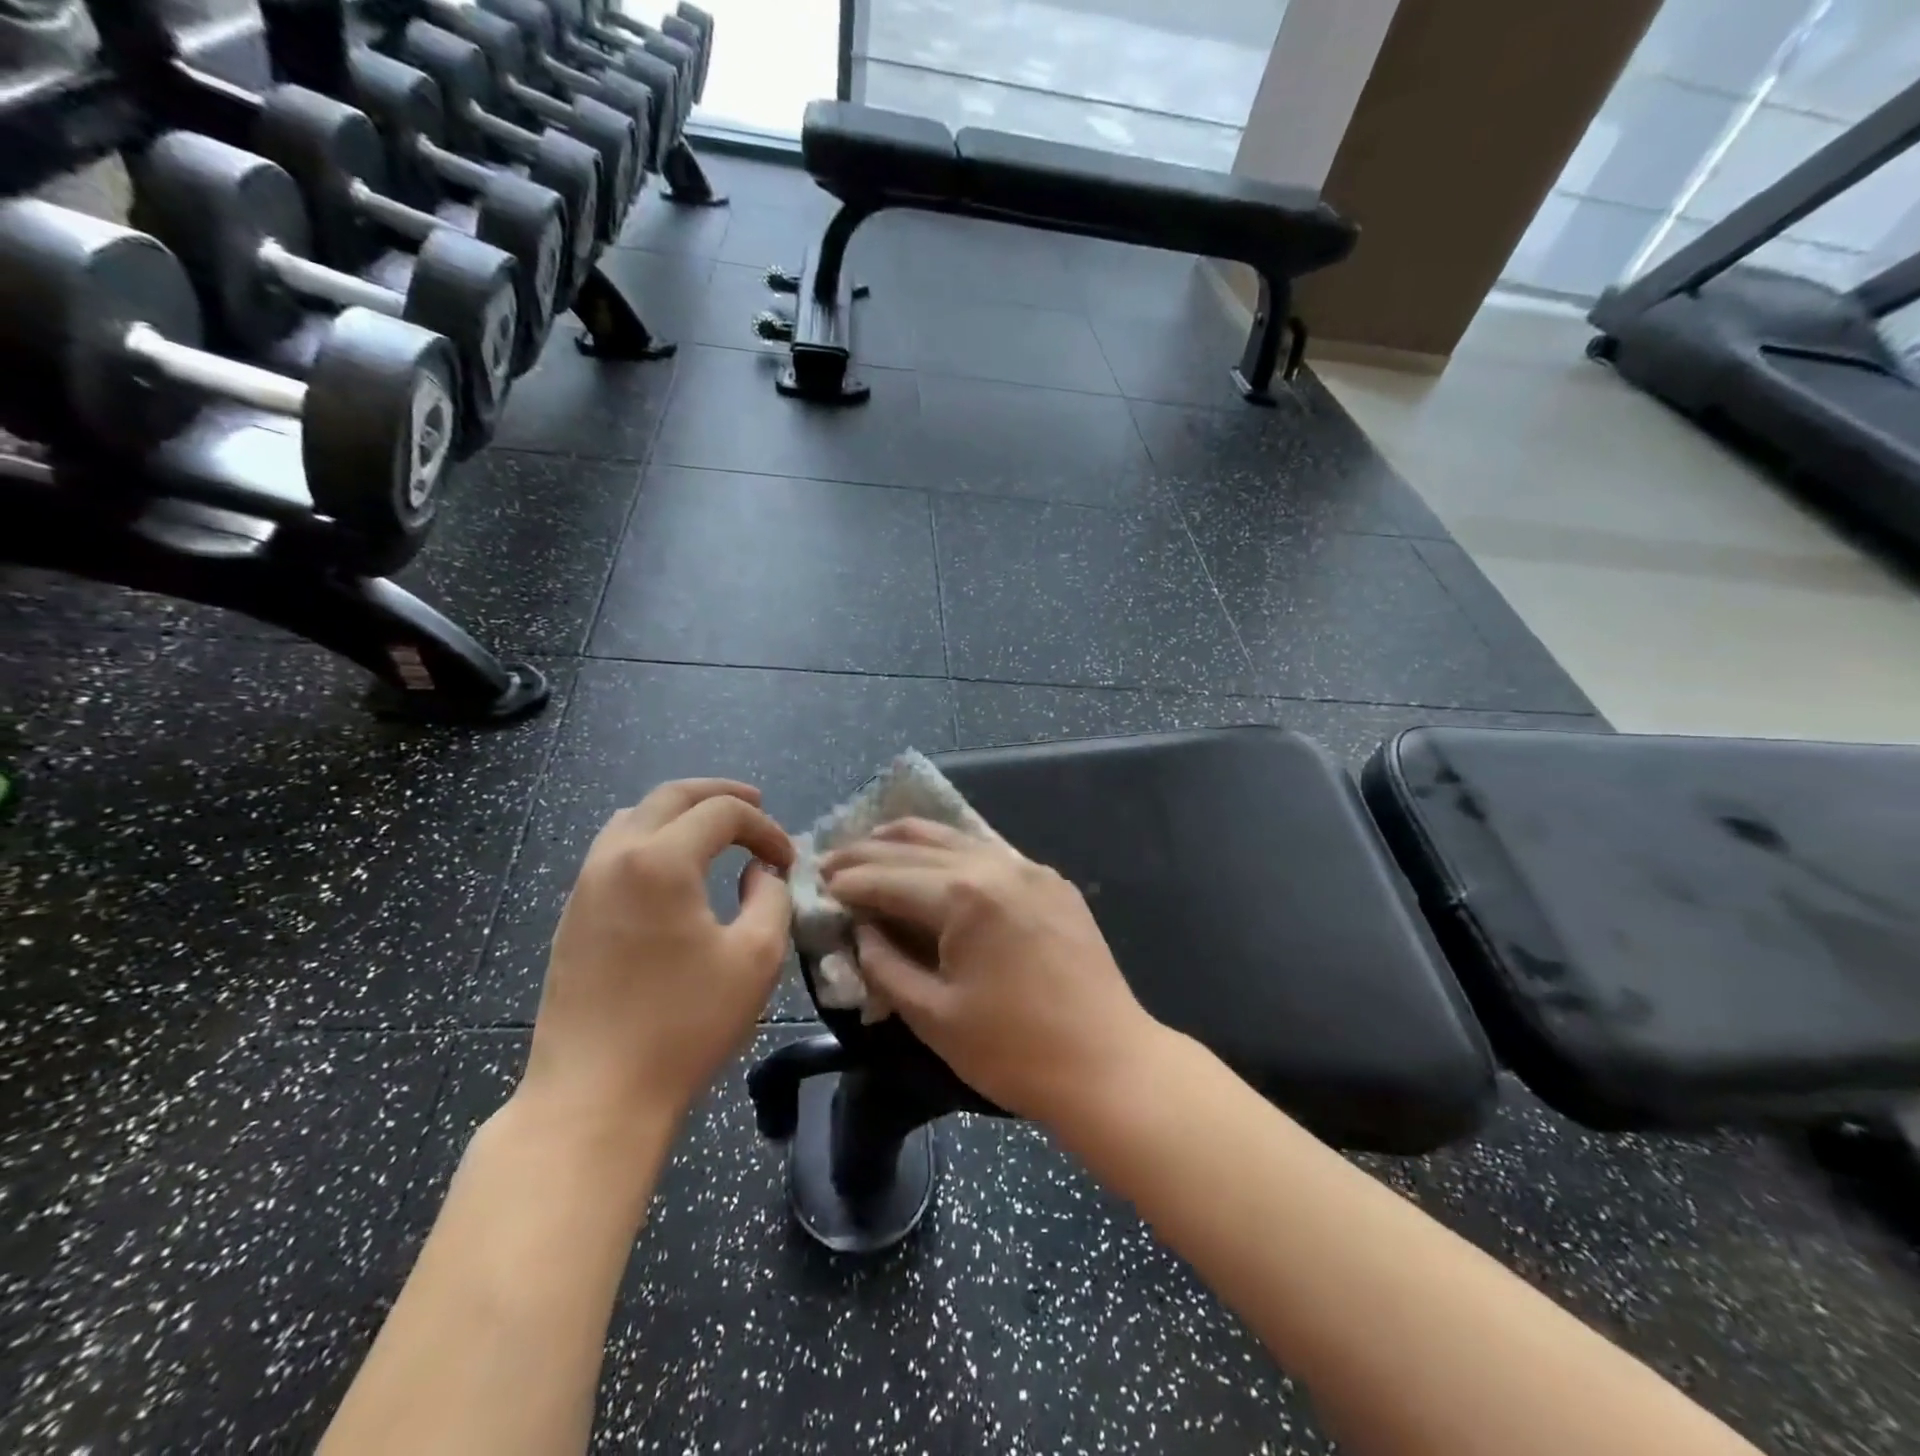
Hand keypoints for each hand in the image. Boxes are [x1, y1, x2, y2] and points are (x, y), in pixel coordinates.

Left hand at [518, 780, 794, 1137]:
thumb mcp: (756, 957)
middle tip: (756, 804)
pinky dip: (652, 838)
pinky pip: (614, 849)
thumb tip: (759, 871)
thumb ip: (771, 897)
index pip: (722, 813)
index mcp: (661, 861)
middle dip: (719, 795)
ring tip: (715, 829)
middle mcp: (615, 857)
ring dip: (680, 813)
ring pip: (635, 817)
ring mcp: (586, 884)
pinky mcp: (573, 914)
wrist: (594, 1096)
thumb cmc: (684, 1025)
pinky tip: (673, 869)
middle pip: (670, 796)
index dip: (765, 827)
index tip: (788, 860)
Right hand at [819, 818, 1161, 1127]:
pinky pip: (989, 851)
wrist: (1108, 1064)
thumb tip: (862, 931)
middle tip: (830, 860)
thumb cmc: (1014, 1051)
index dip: (848, 882)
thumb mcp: (932, 1015)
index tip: (816, 884)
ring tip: (871, 848)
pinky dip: (950, 851)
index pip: (888, 877)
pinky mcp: (1051, 882)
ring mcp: (1029, 868)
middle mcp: (996, 864)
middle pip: (916, 846)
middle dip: (867, 853)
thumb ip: (885, 965)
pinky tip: (932, 861)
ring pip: (954, 838)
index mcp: (963, 895)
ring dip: (907, 842)